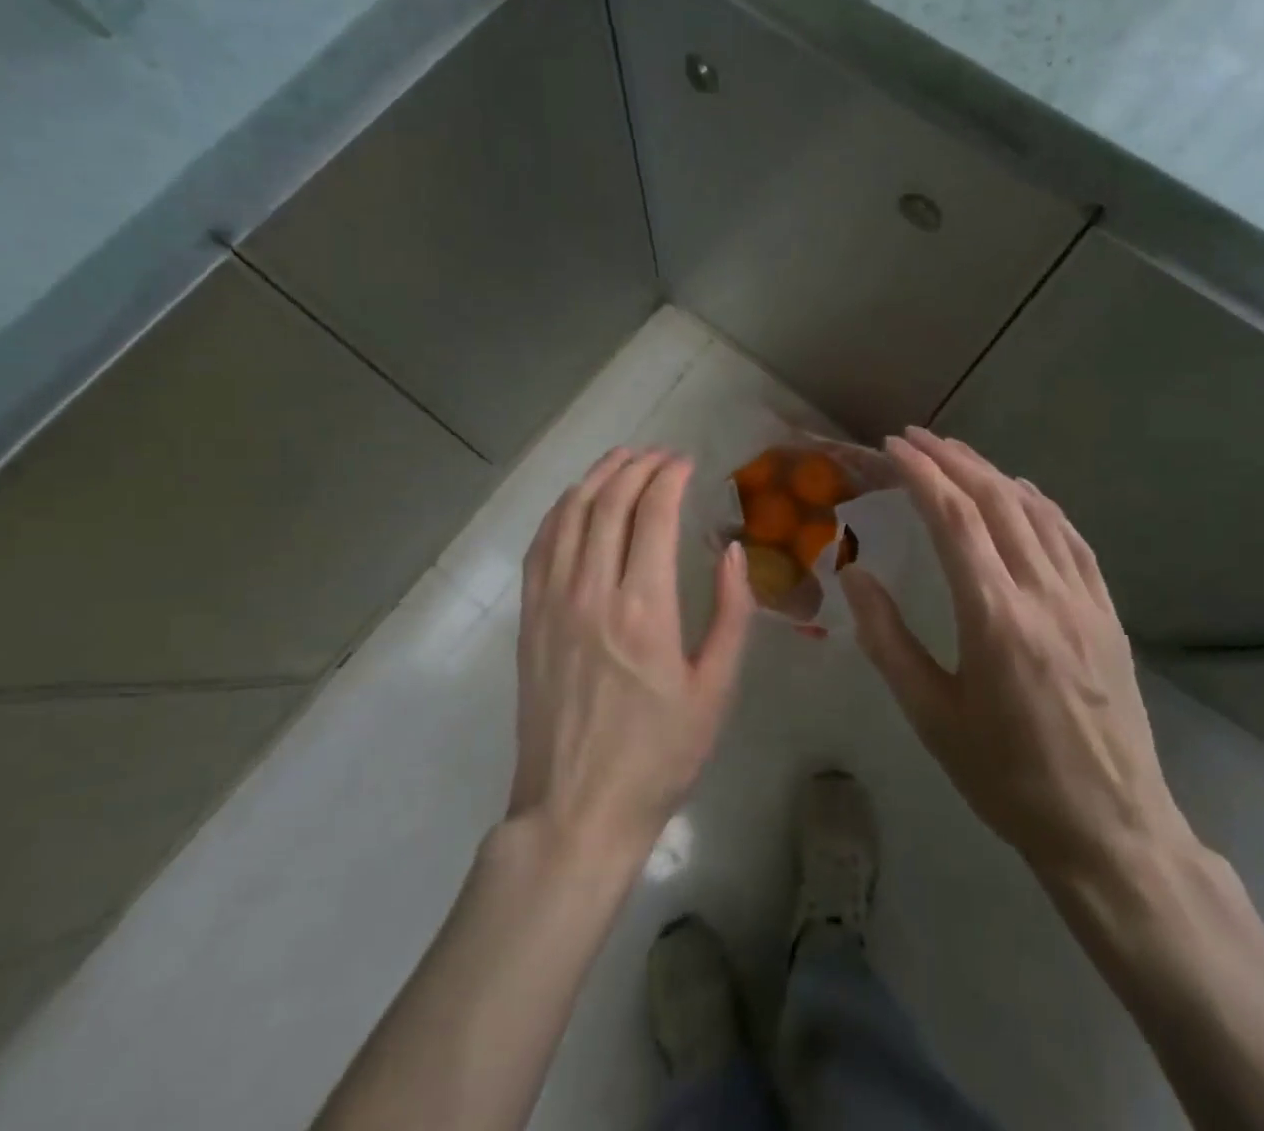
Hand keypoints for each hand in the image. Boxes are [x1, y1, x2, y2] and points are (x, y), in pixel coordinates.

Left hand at [508, 448, 754, 865]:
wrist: (577, 809)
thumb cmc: (658, 756)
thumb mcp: (715, 691)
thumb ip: (730, 614)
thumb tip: (732, 551)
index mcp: (645, 608)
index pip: (653, 513)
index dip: (669, 476)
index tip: (686, 462)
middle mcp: (592, 591)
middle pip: (609, 502)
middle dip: (636, 466)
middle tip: (660, 454)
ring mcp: (553, 602)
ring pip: (570, 514)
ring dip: (597, 477)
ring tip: (621, 458)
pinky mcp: (530, 618)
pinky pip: (541, 545)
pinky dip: (561, 510)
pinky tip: (576, 500)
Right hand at [839, 429, 1192, 892]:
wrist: (1108, 828)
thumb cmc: (1005, 777)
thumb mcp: (931, 715)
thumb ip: (887, 638)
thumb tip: (853, 574)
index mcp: (995, 618)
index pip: (955, 520)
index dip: (922, 474)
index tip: (893, 447)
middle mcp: (1044, 594)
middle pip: (997, 501)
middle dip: (953, 459)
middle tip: (915, 437)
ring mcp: (1084, 600)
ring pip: (1037, 511)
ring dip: (993, 473)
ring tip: (957, 455)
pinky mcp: (1107, 613)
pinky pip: (1072, 539)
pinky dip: (1040, 504)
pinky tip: (1022, 494)